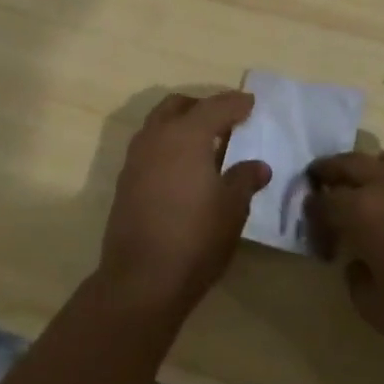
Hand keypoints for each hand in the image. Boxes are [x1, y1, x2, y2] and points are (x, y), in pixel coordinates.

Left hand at [97, 91, 271, 320]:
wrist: (141, 280)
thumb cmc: (195, 238)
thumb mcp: (232, 208)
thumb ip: (245, 179)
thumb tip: (258, 166)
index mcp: (186, 135)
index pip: (215, 106)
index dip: (235, 103)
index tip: (251, 103)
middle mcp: (156, 137)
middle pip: (178, 106)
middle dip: (202, 107)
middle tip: (225, 121)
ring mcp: (135, 159)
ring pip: (158, 125)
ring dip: (181, 125)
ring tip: (206, 146)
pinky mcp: (125, 181)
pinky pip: (149, 148)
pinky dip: (168, 146)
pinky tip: (184, 170)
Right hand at [307, 145, 383, 355]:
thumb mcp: (381, 312)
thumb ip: (358, 284)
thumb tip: (357, 265)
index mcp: (362, 211)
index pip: (324, 204)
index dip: (314, 218)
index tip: (319, 237)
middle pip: (349, 163)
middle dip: (330, 170)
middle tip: (321, 177)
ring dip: (375, 165)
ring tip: (375, 181)